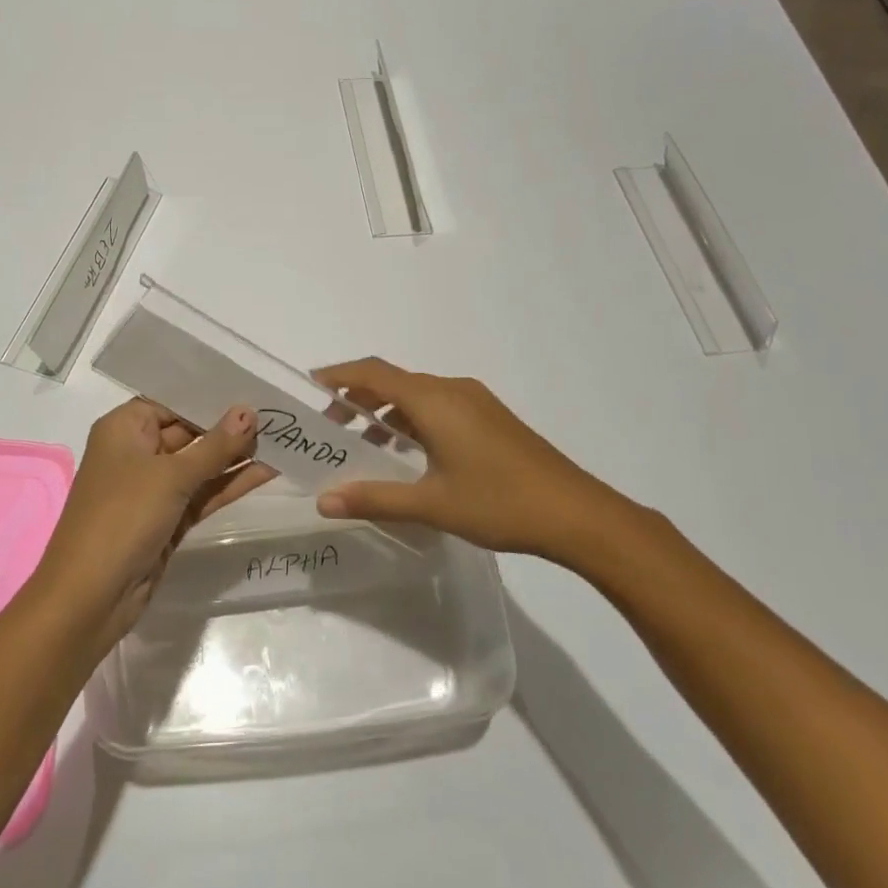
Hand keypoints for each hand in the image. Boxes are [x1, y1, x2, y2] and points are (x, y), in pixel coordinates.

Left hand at [35, 400, 273, 649]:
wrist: (91, 596)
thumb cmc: (122, 517)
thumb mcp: (171, 476)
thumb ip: (214, 446)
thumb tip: (248, 412)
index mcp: (124, 429)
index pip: (171, 401)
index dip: (209, 395)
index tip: (251, 386)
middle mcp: (136, 452)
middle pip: (188, 431)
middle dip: (228, 426)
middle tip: (277, 413)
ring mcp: (153, 488)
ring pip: (199, 465)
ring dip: (235, 456)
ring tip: (281, 439)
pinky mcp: (168, 519)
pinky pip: (203, 493)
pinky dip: (230, 484)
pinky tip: (267, 471)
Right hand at [313, 357, 645, 566]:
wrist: (577, 514)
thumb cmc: (498, 502)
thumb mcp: (431, 504)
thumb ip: (374, 498)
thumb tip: (324, 500)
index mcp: (434, 400)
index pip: (373, 373)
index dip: (339, 374)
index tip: (311, 385)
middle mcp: (453, 390)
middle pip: (393, 382)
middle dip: (358, 399)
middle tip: (332, 429)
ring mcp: (476, 402)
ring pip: (418, 396)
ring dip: (387, 412)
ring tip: (365, 446)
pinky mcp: (491, 419)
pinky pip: (439, 407)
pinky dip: (413, 421)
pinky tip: (410, 456)